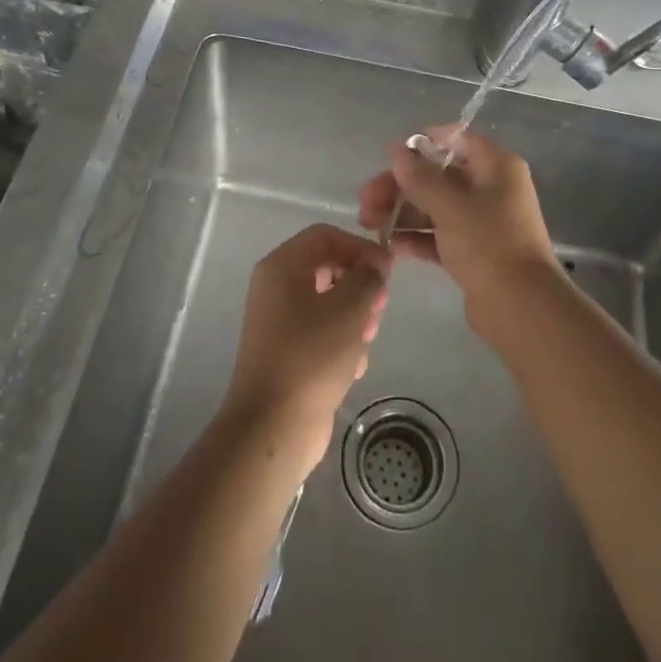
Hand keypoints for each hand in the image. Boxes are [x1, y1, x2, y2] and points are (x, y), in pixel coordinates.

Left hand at [222, 225, 391, 469]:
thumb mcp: (350, 308)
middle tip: (379, 309)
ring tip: (365, 342)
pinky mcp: (287, 352)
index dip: (360, 247)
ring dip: (354, 318)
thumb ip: (369, 276)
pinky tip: (351, 367)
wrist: (273, 426)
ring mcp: (278, 321)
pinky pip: (321, 332)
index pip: (326, 235)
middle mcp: (275, 287)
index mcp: (282, 266)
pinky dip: (340, 343)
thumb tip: (376, 264)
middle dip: (360, 286)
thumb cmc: (312, 356)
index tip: (386, 272)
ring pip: (329, 302)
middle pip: (328, 267)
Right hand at [357, 127, 561, 315]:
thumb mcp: (450, 205)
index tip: (389, 157)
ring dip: (402, 213)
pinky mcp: (474, 252)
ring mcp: (483, 222)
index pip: (456, 140)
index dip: (422, 144)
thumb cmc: (488, 243)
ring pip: (435, 207)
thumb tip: (396, 149)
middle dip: (400, 186)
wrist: (520, 307)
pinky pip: (439, 235)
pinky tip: (390, 247)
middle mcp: (491, 188)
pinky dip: (416, 237)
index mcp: (496, 166)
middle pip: (438, 176)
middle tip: (366, 203)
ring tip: (370, 226)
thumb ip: (419, 176)